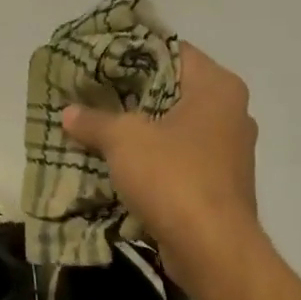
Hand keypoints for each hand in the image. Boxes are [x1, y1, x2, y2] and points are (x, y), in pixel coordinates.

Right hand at [60, 43, 259, 287]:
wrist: (212, 248)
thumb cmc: (174, 178)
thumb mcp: (124, 140)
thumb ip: (95, 121)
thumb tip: (69, 113)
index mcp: (218, 88)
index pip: (173, 51)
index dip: (133, 52)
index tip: (99, 59)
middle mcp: (230, 113)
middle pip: (172, 91)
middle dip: (131, 95)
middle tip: (90, 95)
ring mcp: (228, 152)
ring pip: (174, 129)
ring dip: (139, 131)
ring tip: (97, 130)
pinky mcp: (218, 185)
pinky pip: (178, 161)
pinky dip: (151, 161)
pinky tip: (118, 166)